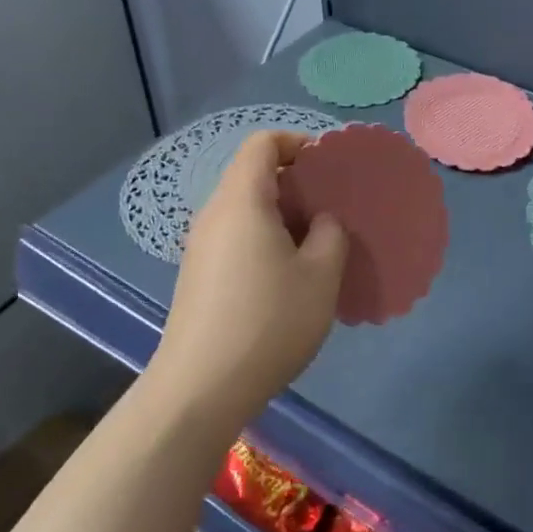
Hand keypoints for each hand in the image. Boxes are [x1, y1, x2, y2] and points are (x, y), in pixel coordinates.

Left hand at [148, 131, 347, 431]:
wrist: (200, 388)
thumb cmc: (268, 322)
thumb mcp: (321, 275)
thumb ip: (331, 233)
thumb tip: (322, 220)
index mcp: (242, 201)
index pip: (263, 143)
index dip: (298, 143)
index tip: (329, 168)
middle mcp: (215, 214)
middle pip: (254, 175)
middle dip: (297, 183)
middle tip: (334, 210)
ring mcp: (201, 247)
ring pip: (246, 209)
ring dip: (284, 216)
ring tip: (318, 246)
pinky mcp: (199, 276)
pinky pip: (236, 237)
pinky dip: (266, 240)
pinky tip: (289, 277)